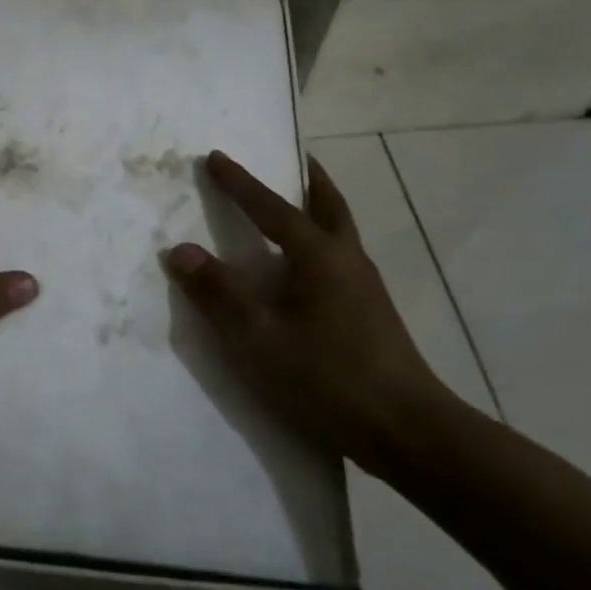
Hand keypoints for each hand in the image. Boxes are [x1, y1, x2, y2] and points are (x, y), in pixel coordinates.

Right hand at [165, 150, 455, 472]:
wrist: (409, 433)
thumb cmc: (328, 378)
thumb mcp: (259, 339)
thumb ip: (219, 293)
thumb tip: (181, 250)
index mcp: (319, 256)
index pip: (272, 207)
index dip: (240, 182)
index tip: (215, 156)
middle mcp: (347, 260)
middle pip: (329, 204)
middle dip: (307, 178)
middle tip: (292, 158)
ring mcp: (366, 288)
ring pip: (341, 231)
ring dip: (318, 208)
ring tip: (297, 204)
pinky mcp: (373, 314)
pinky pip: (342, 258)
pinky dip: (323, 240)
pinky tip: (308, 269)